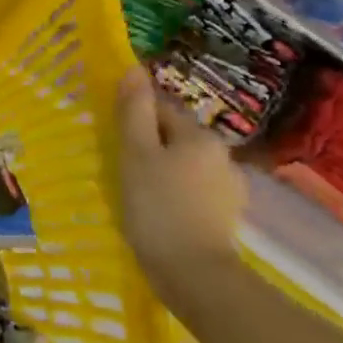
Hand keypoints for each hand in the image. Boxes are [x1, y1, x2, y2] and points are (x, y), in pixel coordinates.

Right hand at [114, 68, 245, 287]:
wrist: (194, 273)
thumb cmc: (157, 207)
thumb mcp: (135, 154)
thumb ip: (134, 111)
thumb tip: (133, 69)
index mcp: (200, 136)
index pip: (161, 109)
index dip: (133, 119)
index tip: (113, 139)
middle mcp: (222, 154)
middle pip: (175, 137)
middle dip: (149, 146)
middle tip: (121, 168)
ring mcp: (229, 187)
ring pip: (185, 165)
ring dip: (163, 171)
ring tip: (138, 194)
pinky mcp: (227, 215)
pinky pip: (194, 191)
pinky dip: (176, 195)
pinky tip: (160, 212)